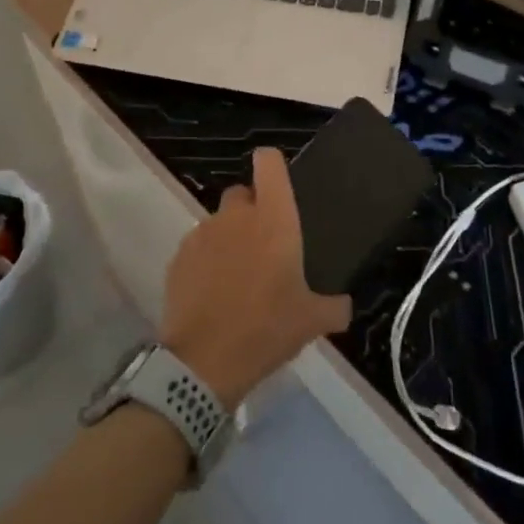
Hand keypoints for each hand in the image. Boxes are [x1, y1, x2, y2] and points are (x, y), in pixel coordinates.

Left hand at [160, 148, 351, 408]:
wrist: (204, 361)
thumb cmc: (266, 328)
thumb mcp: (312, 322)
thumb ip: (334, 307)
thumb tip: (345, 306)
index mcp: (273, 218)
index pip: (269, 162)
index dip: (273, 166)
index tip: (281, 186)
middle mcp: (236, 215)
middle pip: (243, 193)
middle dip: (252, 210)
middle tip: (265, 246)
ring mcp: (203, 233)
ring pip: (219, 222)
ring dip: (230, 239)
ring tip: (239, 277)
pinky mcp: (179, 256)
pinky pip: (198, 247)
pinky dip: (207, 261)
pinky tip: (214, 293)